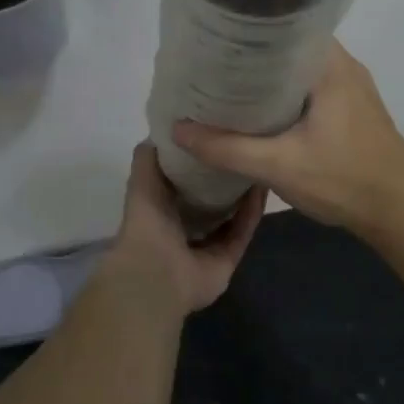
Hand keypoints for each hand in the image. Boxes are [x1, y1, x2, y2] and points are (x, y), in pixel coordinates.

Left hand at [102, 143, 266, 316]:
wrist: (156, 273)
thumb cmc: (147, 223)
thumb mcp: (142, 181)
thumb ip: (149, 156)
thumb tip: (164, 130)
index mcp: (162, 210)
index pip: (184, 182)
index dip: (198, 161)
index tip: (214, 135)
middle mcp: (184, 228)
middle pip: (211, 200)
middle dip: (224, 178)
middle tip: (242, 146)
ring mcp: (207, 246)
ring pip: (231, 216)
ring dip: (243, 194)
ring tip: (257, 163)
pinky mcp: (226, 259)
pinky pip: (242, 232)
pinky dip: (251, 212)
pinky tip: (262, 187)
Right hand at [172, 41, 403, 235]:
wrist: (401, 213)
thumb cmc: (345, 180)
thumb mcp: (279, 166)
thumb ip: (227, 148)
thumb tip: (177, 130)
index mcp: (330, 66)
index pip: (284, 27)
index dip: (248, 32)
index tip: (214, 40)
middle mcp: (344, 67)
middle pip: (289, 49)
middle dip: (252, 57)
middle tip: (212, 65)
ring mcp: (352, 89)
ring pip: (300, 71)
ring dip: (268, 78)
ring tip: (228, 85)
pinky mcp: (353, 111)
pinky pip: (311, 90)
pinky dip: (285, 95)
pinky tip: (261, 113)